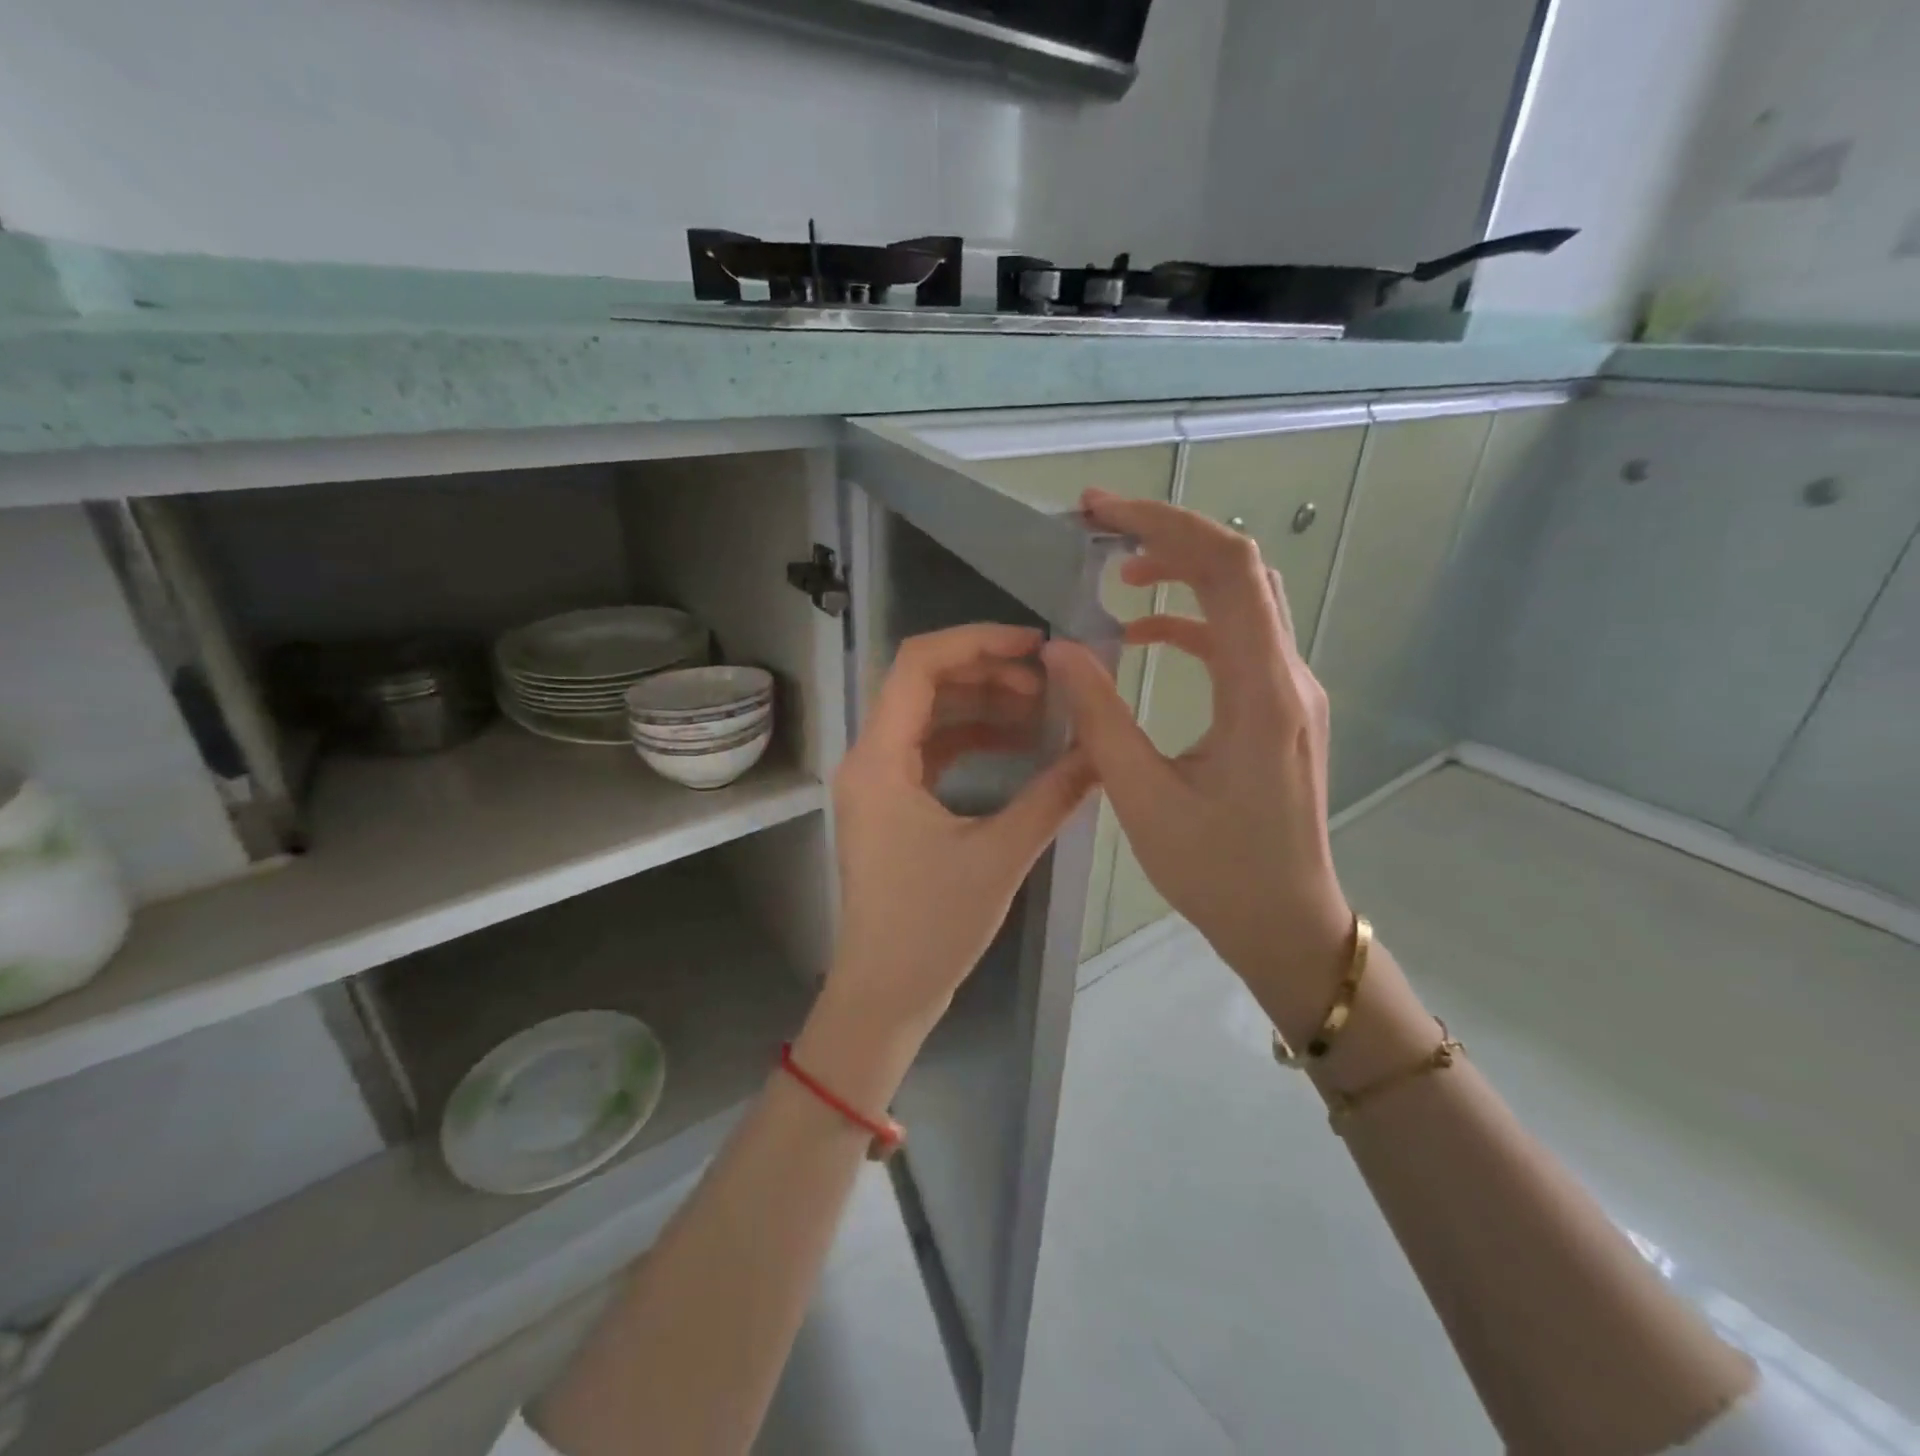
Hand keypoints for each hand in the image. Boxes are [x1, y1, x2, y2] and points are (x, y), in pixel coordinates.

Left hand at [825, 624, 1096, 1041]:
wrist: (885, 992)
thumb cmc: (931, 928)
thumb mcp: (999, 856)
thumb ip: (1053, 796)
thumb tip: (1103, 751)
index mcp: (879, 759)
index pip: (918, 665)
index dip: (977, 641)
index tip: (1035, 645)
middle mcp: (869, 758)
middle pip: (924, 684)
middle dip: (987, 673)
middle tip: (1047, 684)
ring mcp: (878, 781)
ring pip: (930, 716)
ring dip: (982, 705)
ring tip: (1041, 713)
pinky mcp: (892, 803)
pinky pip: (931, 749)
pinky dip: (972, 738)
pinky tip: (1017, 745)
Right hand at [1043, 490, 1353, 1040]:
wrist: (1287, 922)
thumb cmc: (1217, 870)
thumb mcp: (1143, 796)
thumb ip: (1099, 715)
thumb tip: (1060, 648)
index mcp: (1259, 691)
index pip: (1225, 569)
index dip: (1163, 525)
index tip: (1100, 513)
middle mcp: (1287, 675)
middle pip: (1239, 569)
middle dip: (1168, 535)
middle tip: (1099, 527)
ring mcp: (1290, 690)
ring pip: (1243, 598)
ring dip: (1182, 573)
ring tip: (1117, 576)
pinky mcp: (1281, 707)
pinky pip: (1239, 638)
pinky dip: (1191, 620)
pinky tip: (1145, 636)